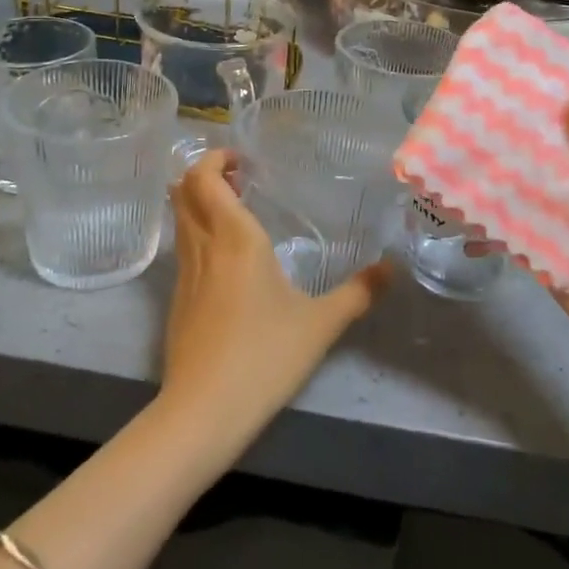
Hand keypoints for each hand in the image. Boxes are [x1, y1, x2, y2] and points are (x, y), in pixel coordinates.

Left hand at [159, 150, 387, 452]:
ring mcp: (184, 272)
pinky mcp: (176, 298)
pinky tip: (227, 256)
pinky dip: (197, 230)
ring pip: (180, 217)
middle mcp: (203, 245)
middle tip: (240, 179)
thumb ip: (358, 293)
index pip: (205, 178)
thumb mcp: (320, 325)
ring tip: (236, 209)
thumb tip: (392, 268)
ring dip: (199, 201)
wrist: (203, 411)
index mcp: (235, 237)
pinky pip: (183, 245)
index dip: (216, 158)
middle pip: (183, 189)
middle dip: (204, 173)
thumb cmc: (264, 357)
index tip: (244, 161)